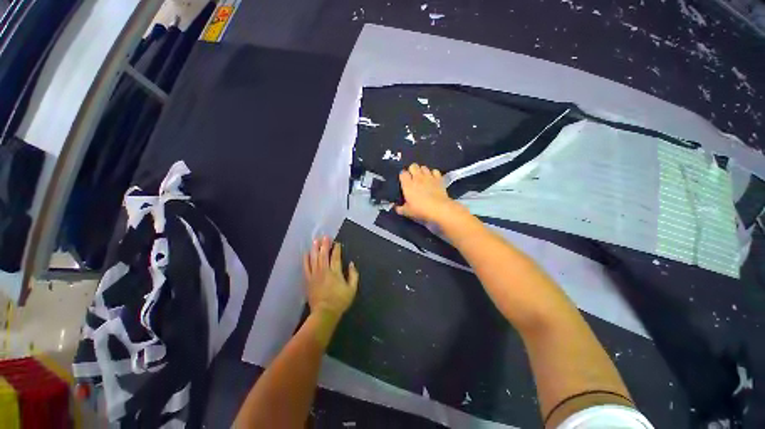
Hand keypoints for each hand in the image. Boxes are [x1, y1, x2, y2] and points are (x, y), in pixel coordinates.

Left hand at [303, 237, 358, 319]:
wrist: (324, 313)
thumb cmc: (340, 301)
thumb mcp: (352, 289)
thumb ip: (353, 275)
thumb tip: (352, 264)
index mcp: (335, 272)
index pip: (335, 257)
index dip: (336, 248)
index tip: (337, 242)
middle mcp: (324, 270)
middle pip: (323, 254)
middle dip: (324, 244)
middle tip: (325, 236)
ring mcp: (315, 275)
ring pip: (314, 258)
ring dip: (315, 248)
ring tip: (315, 240)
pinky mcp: (308, 280)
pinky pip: (306, 267)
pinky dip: (306, 259)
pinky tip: (306, 253)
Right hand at [396, 163, 462, 224]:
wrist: (439, 209)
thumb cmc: (420, 210)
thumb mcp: (407, 212)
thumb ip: (400, 209)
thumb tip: (396, 207)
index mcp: (407, 184)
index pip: (402, 173)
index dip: (402, 176)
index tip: (403, 181)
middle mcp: (417, 177)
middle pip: (413, 166)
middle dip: (412, 170)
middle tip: (412, 179)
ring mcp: (429, 177)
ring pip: (424, 167)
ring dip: (422, 171)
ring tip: (422, 178)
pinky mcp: (439, 179)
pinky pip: (435, 171)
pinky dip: (433, 174)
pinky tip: (432, 179)